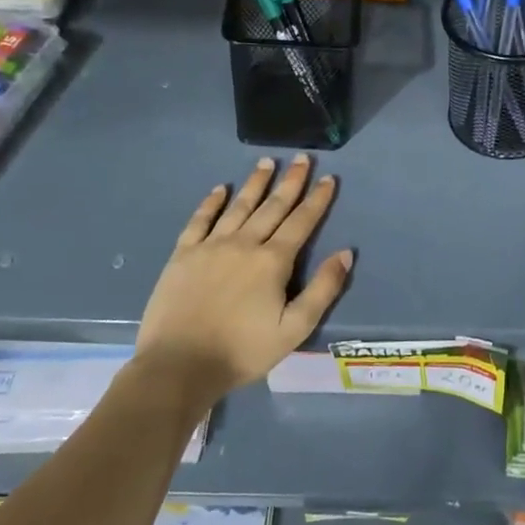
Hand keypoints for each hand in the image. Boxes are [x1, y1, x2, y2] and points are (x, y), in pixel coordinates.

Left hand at [134, 154, 352, 404]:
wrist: (178, 366)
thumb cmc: (242, 351)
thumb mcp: (294, 329)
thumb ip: (323, 290)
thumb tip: (346, 253)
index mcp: (273, 261)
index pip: (301, 222)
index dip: (317, 199)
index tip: (329, 178)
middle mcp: (244, 244)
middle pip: (272, 206)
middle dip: (291, 182)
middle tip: (302, 158)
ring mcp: (210, 246)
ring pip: (239, 206)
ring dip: (255, 183)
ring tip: (267, 162)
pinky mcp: (183, 255)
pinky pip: (200, 220)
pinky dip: (211, 203)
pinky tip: (220, 189)